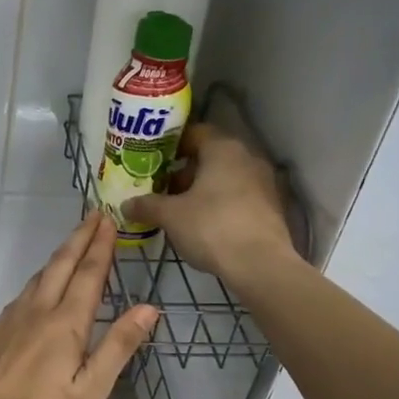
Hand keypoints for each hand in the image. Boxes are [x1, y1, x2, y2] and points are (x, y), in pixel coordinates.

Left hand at [0, 214, 158, 398]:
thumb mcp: (89, 392)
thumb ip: (118, 347)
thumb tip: (148, 308)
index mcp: (65, 324)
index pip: (89, 275)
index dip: (101, 247)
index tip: (109, 221)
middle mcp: (36, 312)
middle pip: (60, 266)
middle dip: (79, 239)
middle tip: (93, 216)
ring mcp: (10, 321)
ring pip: (38, 278)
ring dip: (58, 256)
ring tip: (72, 244)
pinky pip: (22, 294)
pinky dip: (39, 279)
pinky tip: (39, 287)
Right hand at [123, 123, 297, 285]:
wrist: (260, 265)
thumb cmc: (211, 227)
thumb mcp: (170, 216)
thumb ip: (147, 206)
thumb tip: (126, 205)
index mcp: (223, 149)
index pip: (195, 133)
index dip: (172, 144)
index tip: (153, 159)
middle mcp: (247, 158)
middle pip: (210, 157)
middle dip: (184, 172)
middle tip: (161, 189)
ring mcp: (264, 183)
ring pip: (225, 179)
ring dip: (201, 190)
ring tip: (178, 211)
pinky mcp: (271, 208)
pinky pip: (238, 198)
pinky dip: (219, 205)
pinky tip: (203, 226)